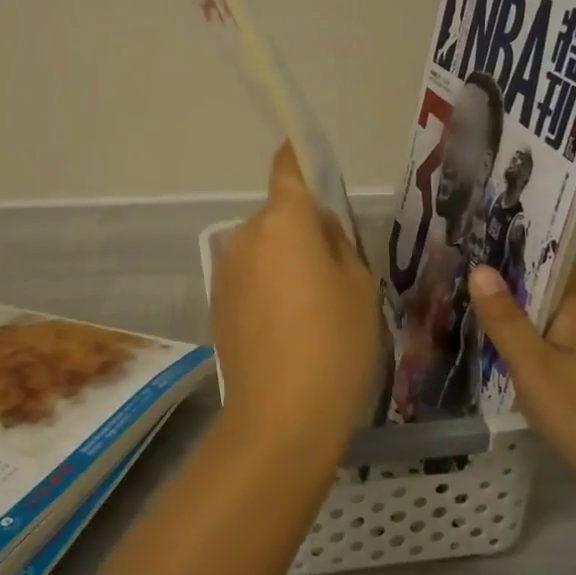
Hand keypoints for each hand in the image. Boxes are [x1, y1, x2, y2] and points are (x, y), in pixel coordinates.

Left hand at [211, 145, 379, 455]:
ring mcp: (226, 271)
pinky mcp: (216, 303)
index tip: (312, 156)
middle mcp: (245, 236)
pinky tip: (288, 329)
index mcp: (284, 221)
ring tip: (313, 309)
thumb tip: (319, 229)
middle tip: (336, 269)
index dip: (300, 155)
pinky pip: (250, 278)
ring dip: (285, 261)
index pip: (288, 167)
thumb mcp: (359, 287)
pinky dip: (268, 288)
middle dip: (303, 228)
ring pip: (264, 248)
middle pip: (279, 215)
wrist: (281, 419)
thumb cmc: (335, 345)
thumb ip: (338, 244)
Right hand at [469, 266, 575, 547]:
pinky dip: (514, 339)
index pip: (556, 259)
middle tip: (458, 252)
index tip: (487, 220)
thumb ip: (506, 321)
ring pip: (540, 320)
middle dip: (507, 270)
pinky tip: (487, 343)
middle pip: (544, 288)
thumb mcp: (536, 367)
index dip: (527, 238)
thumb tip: (481, 267)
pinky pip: (540, 348)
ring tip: (461, 289)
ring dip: (508, 305)